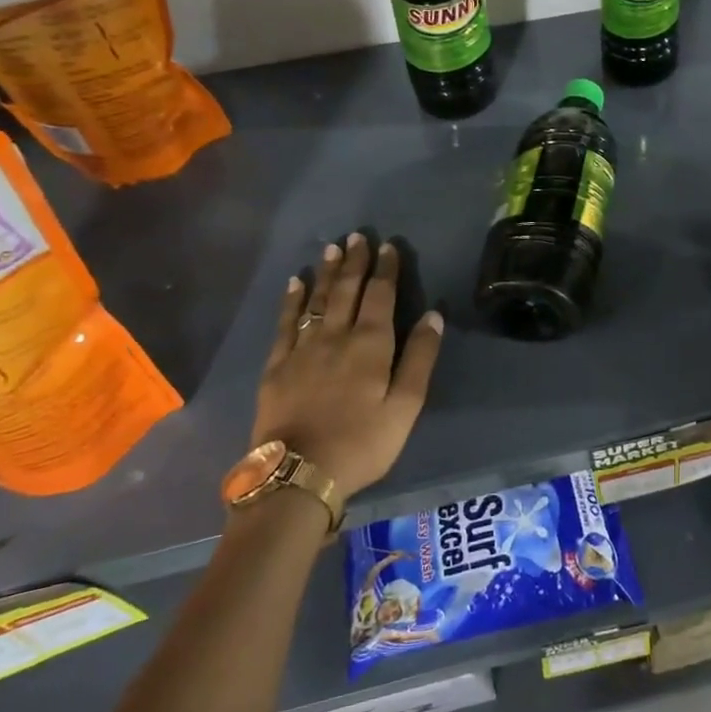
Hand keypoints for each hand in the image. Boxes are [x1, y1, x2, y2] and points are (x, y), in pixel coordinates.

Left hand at [251, 232, 443, 501]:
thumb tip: (433, 315)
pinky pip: (286, 323)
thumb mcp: (405, 406)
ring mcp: (302, 349)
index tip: (387, 246)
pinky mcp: (277, 366)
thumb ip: (419, 358)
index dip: (385, 270)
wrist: (298, 475)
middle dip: (354, 262)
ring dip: (326, 273)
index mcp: (370, 345)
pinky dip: (292, 301)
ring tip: (331, 248)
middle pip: (346, 290)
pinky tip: (295, 284)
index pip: (380, 296)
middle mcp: (335, 337)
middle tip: (357, 236)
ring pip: (317, 301)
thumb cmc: (362, 443)